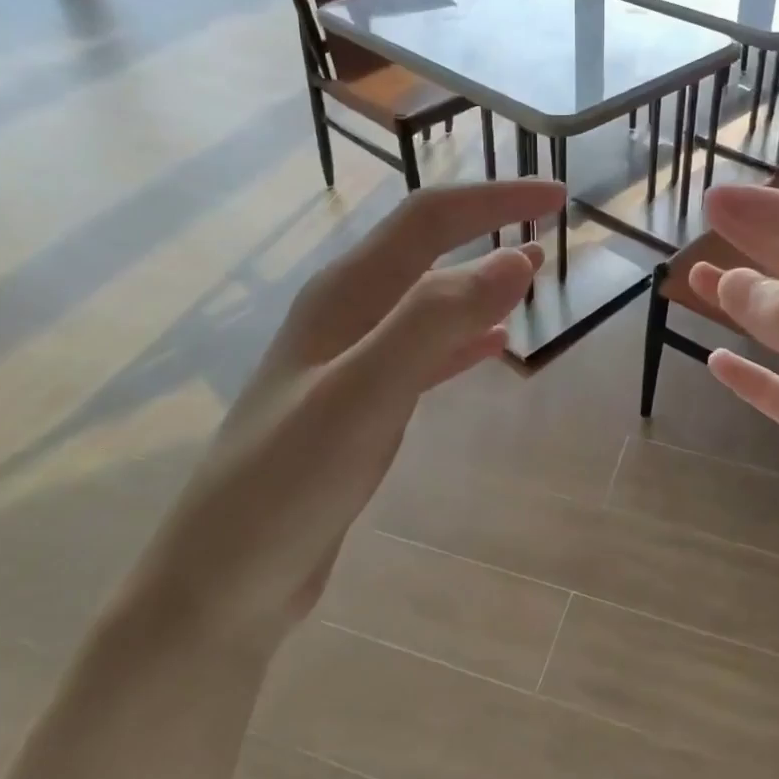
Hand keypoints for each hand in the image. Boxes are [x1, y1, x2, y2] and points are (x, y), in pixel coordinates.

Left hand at [132, 179, 565, 647]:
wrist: (221, 583)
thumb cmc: (288, 483)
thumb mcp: (364, 394)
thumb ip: (435, 321)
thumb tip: (516, 258)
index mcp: (343, 294)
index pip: (428, 219)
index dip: (494, 198)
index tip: (557, 195)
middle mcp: (344, 314)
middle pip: (425, 248)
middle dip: (487, 224)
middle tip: (549, 222)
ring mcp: (349, 360)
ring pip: (426, 299)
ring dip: (479, 278)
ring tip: (531, 269)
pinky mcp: (358, 404)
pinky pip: (422, 352)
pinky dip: (462, 338)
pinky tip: (493, 346)